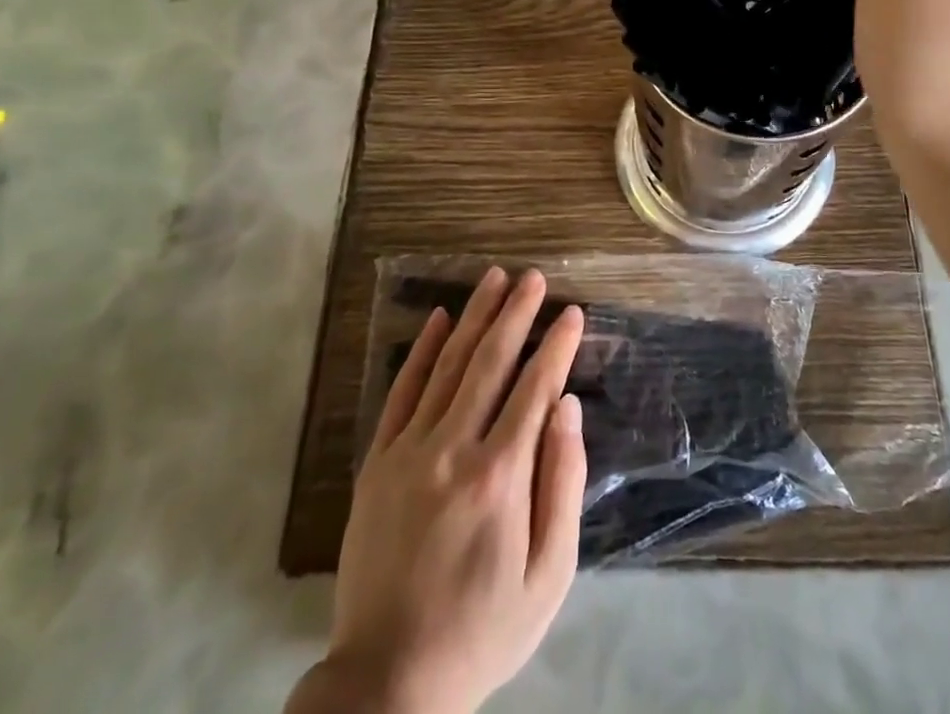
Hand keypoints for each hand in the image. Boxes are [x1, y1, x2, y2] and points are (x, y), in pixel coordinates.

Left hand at [292, 268, 587, 713]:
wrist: (388, 682)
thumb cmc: (483, 628)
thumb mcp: (548, 576)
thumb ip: (563, 484)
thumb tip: (568, 408)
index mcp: (500, 476)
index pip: (535, 388)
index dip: (557, 345)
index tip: (572, 312)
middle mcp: (453, 450)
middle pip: (490, 362)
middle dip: (516, 313)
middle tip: (534, 277)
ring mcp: (409, 452)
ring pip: (448, 366)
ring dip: (475, 316)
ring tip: (494, 278)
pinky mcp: (378, 463)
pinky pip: (402, 392)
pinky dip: (422, 352)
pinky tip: (439, 319)